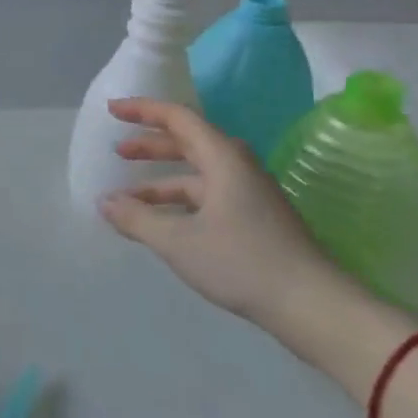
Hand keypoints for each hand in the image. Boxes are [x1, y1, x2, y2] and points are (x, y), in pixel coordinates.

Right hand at [98, 99, 350, 333]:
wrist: (314, 307)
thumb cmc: (242, 262)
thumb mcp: (178, 241)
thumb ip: (136, 218)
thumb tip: (104, 202)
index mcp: (222, 158)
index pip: (178, 118)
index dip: (143, 110)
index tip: (113, 110)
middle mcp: (237, 168)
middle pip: (188, 143)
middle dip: (150, 145)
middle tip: (118, 151)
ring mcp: (249, 195)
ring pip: (197, 175)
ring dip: (161, 181)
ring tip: (129, 198)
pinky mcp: (255, 220)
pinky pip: (207, 197)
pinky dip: (179, 202)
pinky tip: (161, 223)